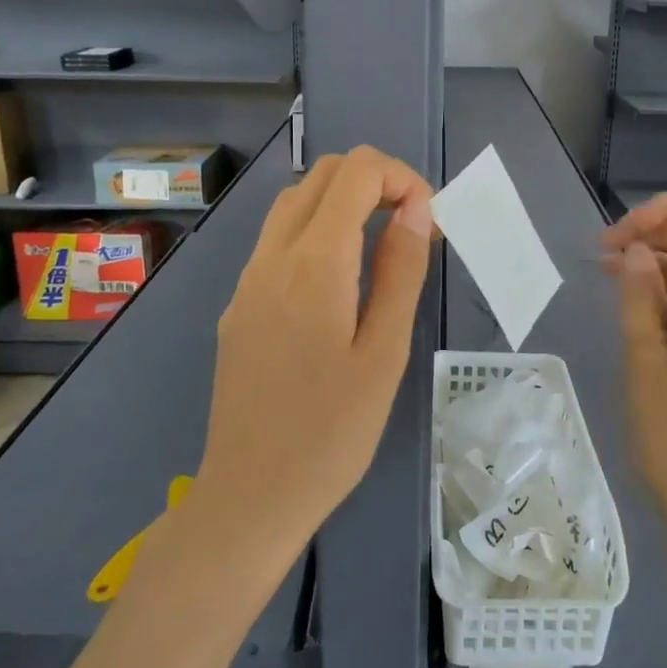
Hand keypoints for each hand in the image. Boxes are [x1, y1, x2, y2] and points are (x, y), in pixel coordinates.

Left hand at [198, 146, 433, 545]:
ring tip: (380, 247)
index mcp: (314, 262)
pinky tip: (338, 284)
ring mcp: (248, 279)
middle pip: (321, 175)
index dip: (401, 178)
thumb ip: (400, 269)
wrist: (250, 495)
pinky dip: (316, 231)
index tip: (428, 221)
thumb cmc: (332, 433)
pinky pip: (277, 241)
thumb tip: (416, 208)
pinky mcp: (238, 304)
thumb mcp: (385, 352)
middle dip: (374, 182)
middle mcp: (272, 256)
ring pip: (294, 202)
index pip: (356, 172)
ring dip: (342, 203)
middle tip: (410, 228)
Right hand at [603, 193, 666, 533]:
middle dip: (650, 232)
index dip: (663, 209)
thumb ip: (638, 297)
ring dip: (652, 262)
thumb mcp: (642, 359)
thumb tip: (634, 250)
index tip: (619, 235)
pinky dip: (661, 290)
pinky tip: (629, 307)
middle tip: (600, 254)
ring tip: (605, 276)